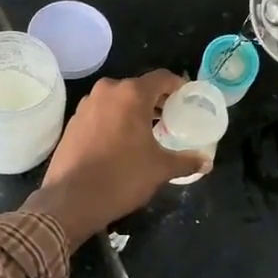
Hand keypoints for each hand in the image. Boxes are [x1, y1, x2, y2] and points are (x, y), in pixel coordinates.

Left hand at [24, 71, 206, 244]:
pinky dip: (114, 119)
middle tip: (171, 117)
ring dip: (133, 110)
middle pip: (138, 87)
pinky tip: (121, 141)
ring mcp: (86, 105)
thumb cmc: (122, 177)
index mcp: (131, 94)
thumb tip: (207, 163)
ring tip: (148, 130)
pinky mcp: (73, 121)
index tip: (187, 99)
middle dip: (156, 100)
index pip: (162, 78)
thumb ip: (186, 161)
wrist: (71, 199)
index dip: (178, 86)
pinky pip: (101, 112)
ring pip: (118, 99)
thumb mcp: (159, 169)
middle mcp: (107, 91)